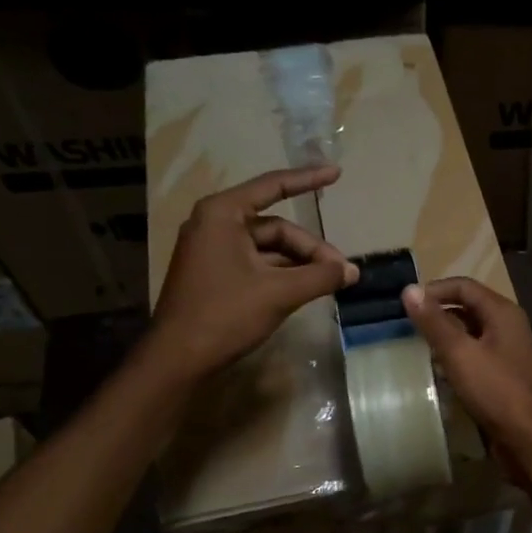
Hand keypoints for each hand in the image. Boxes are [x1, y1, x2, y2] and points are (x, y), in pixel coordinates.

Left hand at [150, 166, 357, 378]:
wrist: (178, 358)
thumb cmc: (225, 314)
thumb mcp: (280, 293)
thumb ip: (320, 277)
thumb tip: (353, 270)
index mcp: (223, 213)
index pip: (273, 186)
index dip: (308, 180)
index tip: (336, 174)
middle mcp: (214, 223)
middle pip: (276, 226)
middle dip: (310, 248)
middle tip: (340, 272)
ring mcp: (212, 250)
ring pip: (268, 248)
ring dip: (299, 263)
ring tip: (327, 283)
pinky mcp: (214, 273)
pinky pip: (256, 263)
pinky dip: (281, 274)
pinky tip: (304, 290)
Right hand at [403, 277, 531, 463]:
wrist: (528, 437)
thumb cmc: (495, 390)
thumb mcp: (459, 353)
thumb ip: (434, 322)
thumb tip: (409, 290)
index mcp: (502, 312)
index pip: (464, 286)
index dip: (434, 290)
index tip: (406, 304)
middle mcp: (508, 325)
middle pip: (468, 307)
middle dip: (438, 313)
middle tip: (407, 325)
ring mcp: (508, 351)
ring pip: (471, 332)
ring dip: (446, 336)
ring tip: (417, 345)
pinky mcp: (504, 374)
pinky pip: (476, 354)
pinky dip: (456, 356)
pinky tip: (438, 369)